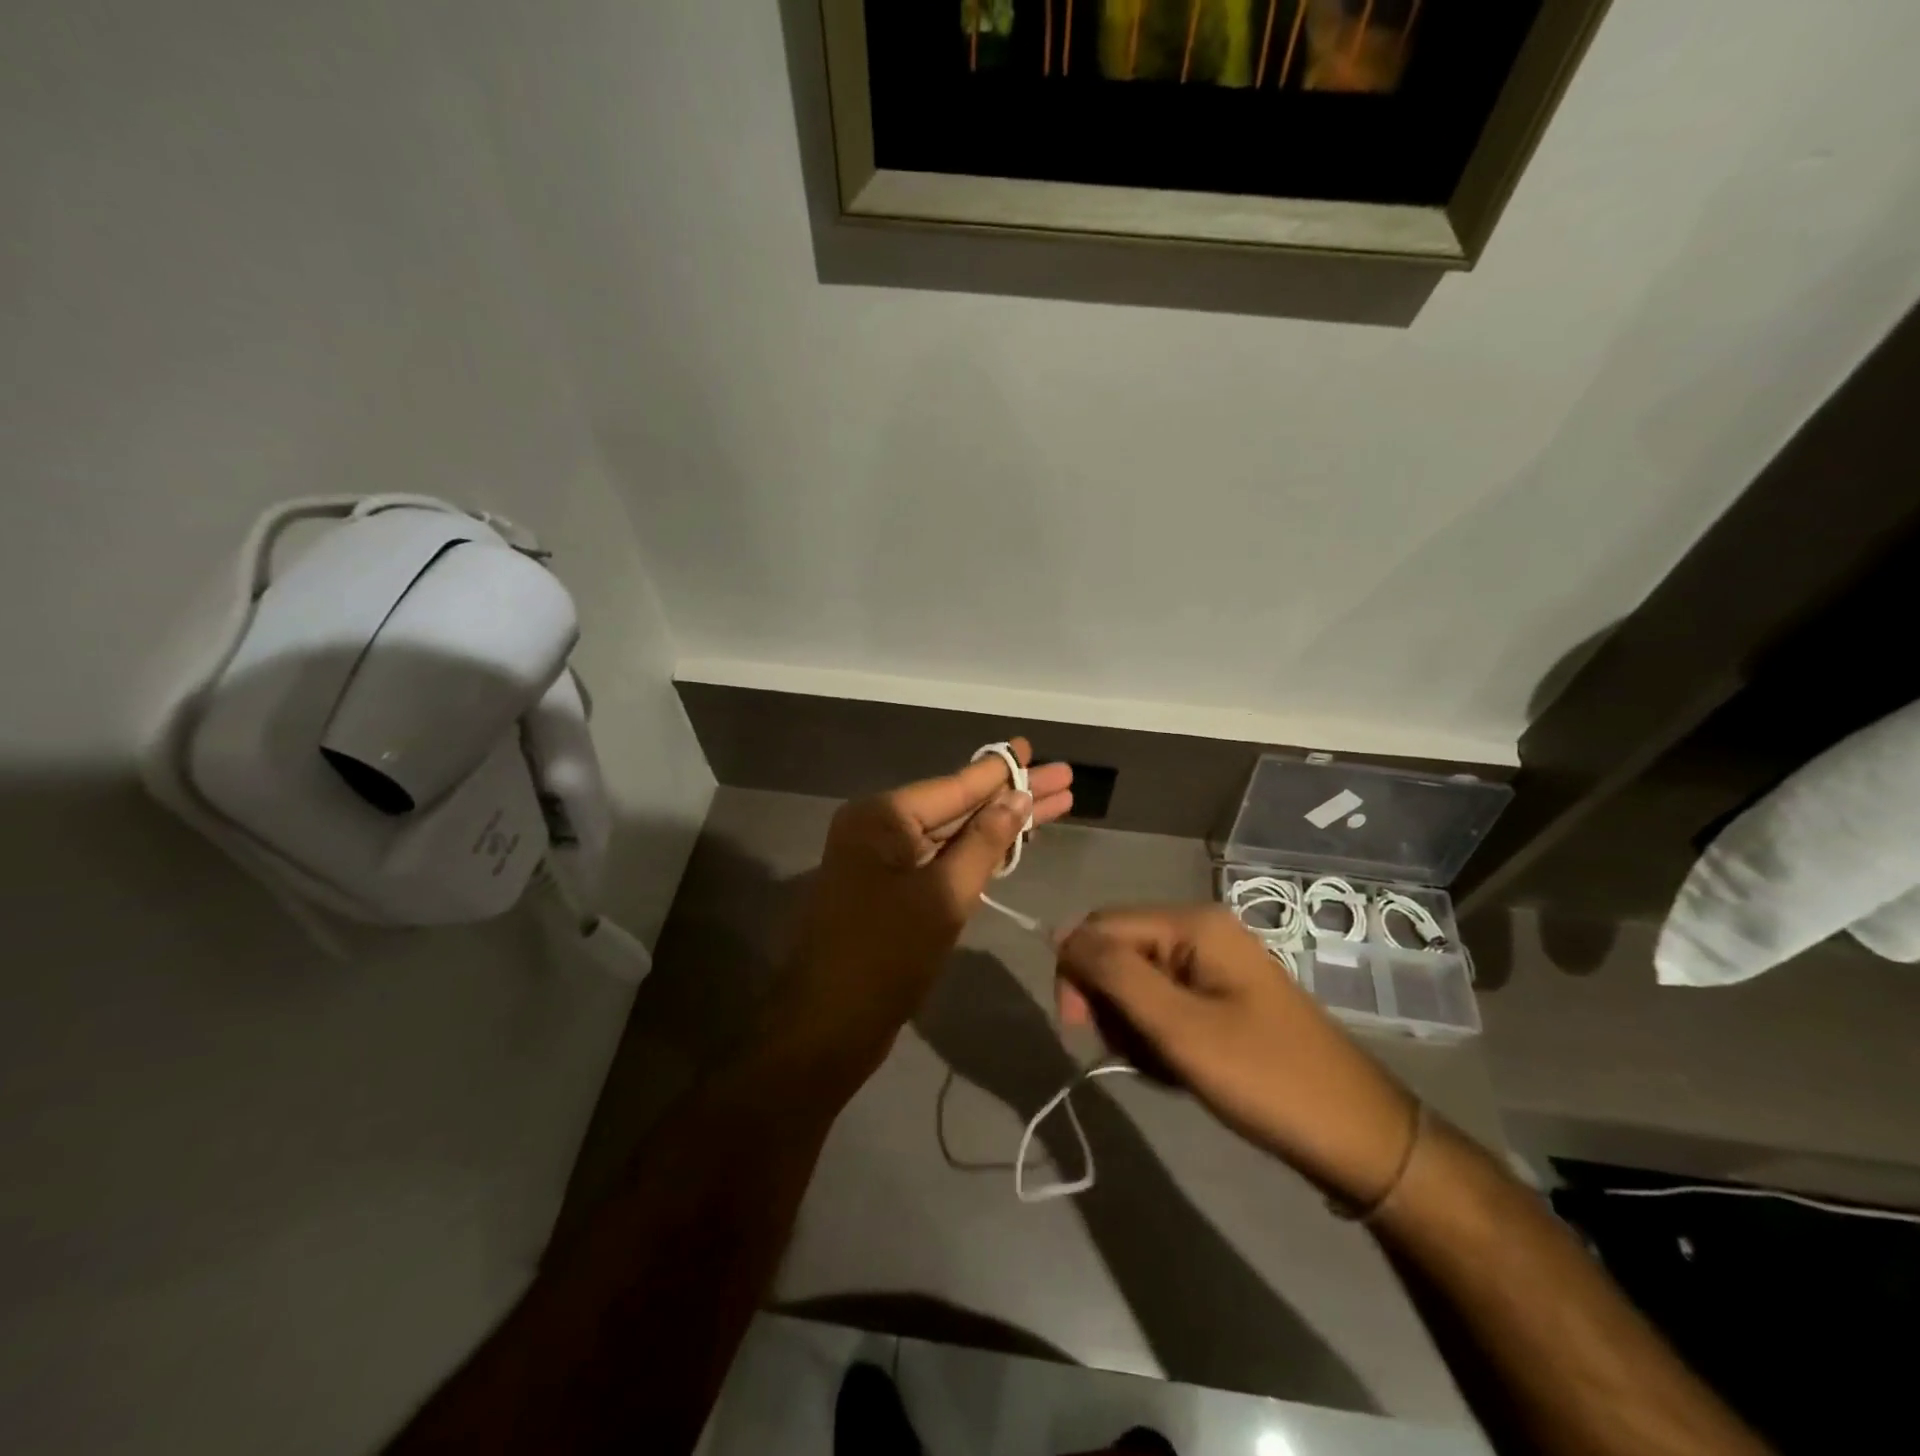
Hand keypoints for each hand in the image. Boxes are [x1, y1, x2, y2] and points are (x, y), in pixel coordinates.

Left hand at [774, 739, 1072, 1081]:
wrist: (829, 1025)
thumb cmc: (886, 956)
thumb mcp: (943, 896)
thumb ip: (983, 843)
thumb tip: (1017, 798)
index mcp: (882, 817)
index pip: (954, 786)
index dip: (1000, 771)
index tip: (1032, 747)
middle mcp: (879, 827)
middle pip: (957, 805)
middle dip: (1011, 796)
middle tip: (1063, 778)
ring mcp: (882, 859)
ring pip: (951, 833)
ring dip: (999, 824)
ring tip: (1054, 805)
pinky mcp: (888, 888)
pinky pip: (938, 859)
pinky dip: (974, 853)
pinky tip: (1012, 841)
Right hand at [1055, 906, 1416, 1209]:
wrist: (1356, 1135)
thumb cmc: (1264, 1077)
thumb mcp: (1179, 1027)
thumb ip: (1116, 975)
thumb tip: (1062, 937)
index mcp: (1193, 923)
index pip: (1101, 926)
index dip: (1078, 971)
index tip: (1079, 1028)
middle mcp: (1201, 931)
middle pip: (1119, 952)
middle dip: (1111, 1003)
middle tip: (1134, 1054)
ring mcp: (1214, 964)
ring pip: (1137, 982)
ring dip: (1133, 1026)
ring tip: (1164, 1067)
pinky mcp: (1221, 996)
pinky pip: (1165, 1003)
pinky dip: (1159, 1036)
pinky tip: (1180, 1069)